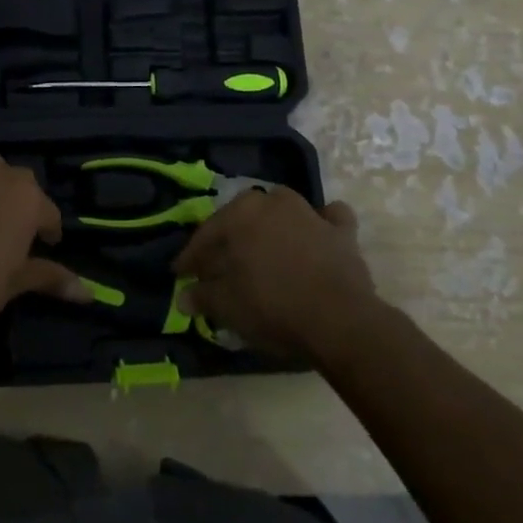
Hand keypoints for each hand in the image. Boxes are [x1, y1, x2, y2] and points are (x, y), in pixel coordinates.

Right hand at [172, 186, 379, 360]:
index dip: (190, 258)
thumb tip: (183, 297)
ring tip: (264, 249)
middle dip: (229, 239)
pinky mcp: (342, 232)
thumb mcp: (227, 306)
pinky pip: (330, 219)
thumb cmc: (273, 306)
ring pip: (284, 210)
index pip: (206, 235)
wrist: (339, 320)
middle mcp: (273, 202)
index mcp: (240, 213)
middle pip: (243, 218)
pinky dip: (322, 224)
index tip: (180, 274)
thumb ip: (202, 296)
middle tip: (219, 264)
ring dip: (272, 225)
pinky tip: (317, 236)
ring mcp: (311, 213)